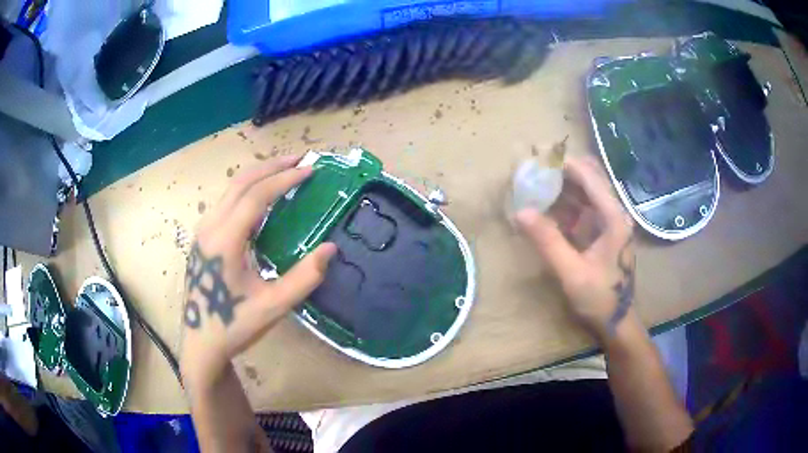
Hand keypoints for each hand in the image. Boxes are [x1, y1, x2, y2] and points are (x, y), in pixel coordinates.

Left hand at [180, 156, 336, 389]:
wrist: (201, 344)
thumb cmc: (235, 325)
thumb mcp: (273, 307)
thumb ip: (304, 277)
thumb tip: (330, 248)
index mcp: (225, 240)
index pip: (256, 196)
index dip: (285, 179)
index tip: (310, 170)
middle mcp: (210, 227)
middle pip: (241, 183)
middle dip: (271, 166)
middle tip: (300, 160)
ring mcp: (203, 231)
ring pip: (230, 190)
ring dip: (258, 175)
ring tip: (284, 171)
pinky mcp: (202, 238)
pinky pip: (226, 202)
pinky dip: (247, 190)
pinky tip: (262, 199)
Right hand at [516, 157, 635, 339]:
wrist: (617, 321)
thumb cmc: (599, 298)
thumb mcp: (571, 273)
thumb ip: (548, 242)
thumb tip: (520, 212)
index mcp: (613, 218)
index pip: (590, 178)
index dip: (565, 164)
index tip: (539, 157)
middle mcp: (614, 213)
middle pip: (591, 178)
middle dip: (564, 169)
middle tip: (536, 166)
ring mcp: (609, 222)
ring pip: (586, 191)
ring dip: (563, 184)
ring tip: (536, 179)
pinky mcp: (602, 232)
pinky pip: (583, 208)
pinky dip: (565, 202)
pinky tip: (546, 204)